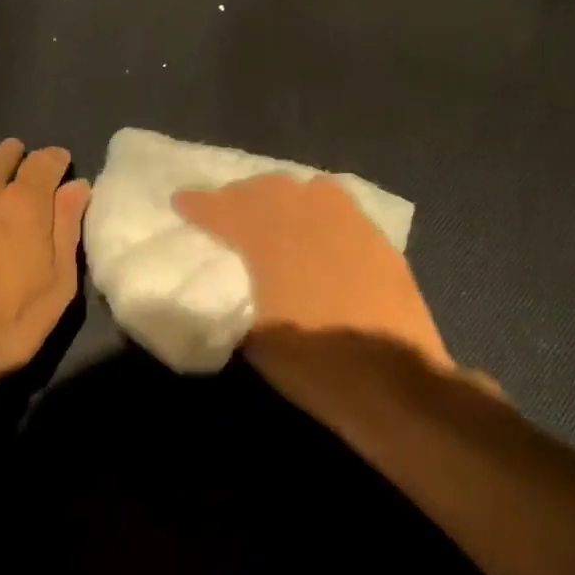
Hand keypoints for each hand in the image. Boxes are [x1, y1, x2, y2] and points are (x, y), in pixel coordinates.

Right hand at [173, 174, 449, 366]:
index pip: (227, 210)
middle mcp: (312, 221)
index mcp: (273, 243)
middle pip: (270, 189)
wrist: (394, 384)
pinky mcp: (380, 244)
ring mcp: (352, 228)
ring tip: (270, 213)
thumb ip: (241, 301)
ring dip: (282, 197)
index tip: (180, 200)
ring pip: (310, 190)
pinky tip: (316, 229)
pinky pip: (342, 209)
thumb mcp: (258, 340)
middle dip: (240, 195)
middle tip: (223, 208)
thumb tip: (235, 288)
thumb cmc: (316, 367)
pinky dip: (318, 210)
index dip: (200, 204)